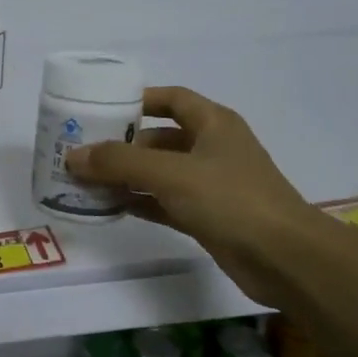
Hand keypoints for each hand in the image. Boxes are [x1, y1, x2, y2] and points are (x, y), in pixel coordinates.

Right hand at [64, 86, 318, 301]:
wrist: (284, 257)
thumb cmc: (230, 199)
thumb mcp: (170, 173)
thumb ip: (119, 162)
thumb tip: (73, 157)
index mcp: (214, 124)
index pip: (172, 99)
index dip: (139, 100)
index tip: (102, 109)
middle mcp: (213, 149)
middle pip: (160, 139)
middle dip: (123, 145)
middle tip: (83, 152)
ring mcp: (211, 185)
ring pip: (160, 173)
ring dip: (127, 176)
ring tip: (86, 180)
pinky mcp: (208, 217)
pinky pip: (165, 202)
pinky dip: (140, 201)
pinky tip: (110, 206)